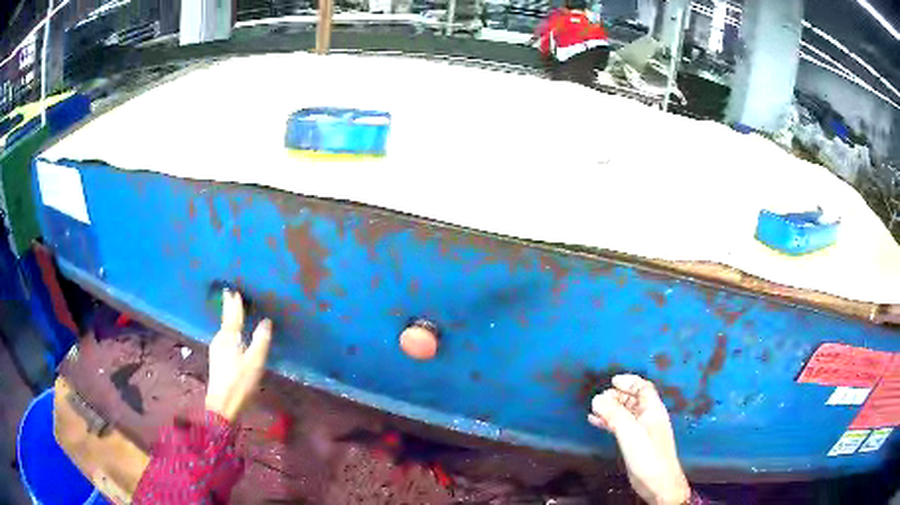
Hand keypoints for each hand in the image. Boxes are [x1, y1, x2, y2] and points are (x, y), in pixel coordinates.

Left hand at [205, 290, 272, 421]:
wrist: (222, 404)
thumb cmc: (240, 382)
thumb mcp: (255, 362)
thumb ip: (261, 341)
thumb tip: (266, 321)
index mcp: (230, 338)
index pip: (233, 316)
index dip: (234, 304)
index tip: (234, 290)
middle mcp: (220, 340)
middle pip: (226, 320)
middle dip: (228, 308)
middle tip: (229, 294)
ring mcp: (216, 350)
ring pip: (223, 329)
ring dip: (228, 319)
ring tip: (231, 311)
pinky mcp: (216, 359)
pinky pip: (223, 337)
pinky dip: (227, 330)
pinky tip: (229, 335)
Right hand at [588, 374, 690, 504]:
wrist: (658, 481)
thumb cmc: (647, 454)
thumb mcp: (630, 432)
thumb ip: (614, 415)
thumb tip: (597, 398)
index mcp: (653, 409)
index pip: (643, 388)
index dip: (629, 382)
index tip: (612, 381)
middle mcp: (649, 417)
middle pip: (633, 400)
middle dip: (617, 396)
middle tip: (599, 398)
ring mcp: (643, 431)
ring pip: (626, 413)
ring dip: (611, 409)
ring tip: (594, 409)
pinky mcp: (636, 443)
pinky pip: (622, 426)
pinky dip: (610, 422)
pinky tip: (596, 423)